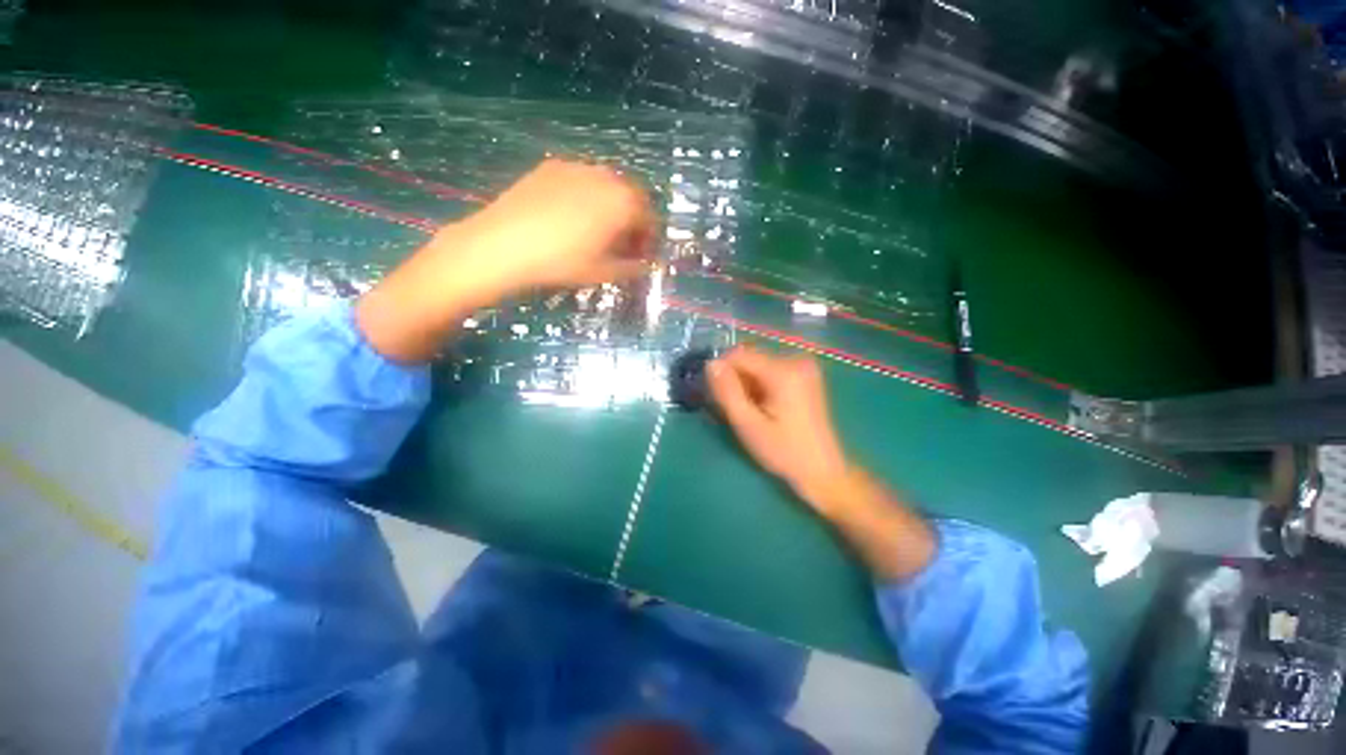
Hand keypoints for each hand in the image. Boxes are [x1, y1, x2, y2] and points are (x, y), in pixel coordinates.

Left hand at [357, 159, 655, 361]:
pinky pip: (582, 179)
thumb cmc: (561, 262)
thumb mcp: (603, 272)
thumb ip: (632, 267)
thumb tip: (646, 264)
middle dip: (633, 220)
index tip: (641, 255)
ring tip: (598, 230)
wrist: (502, 244)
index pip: (649, 217)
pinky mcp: (551, 166)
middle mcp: (605, 177)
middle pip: (631, 196)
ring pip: (607, 185)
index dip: (649, 238)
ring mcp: (576, 167)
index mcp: (623, 202)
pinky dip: (588, 196)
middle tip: (622, 244)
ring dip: (612, 206)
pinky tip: (572, 216)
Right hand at [709, 345, 935, 579]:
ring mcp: (803, 367)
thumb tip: (711, 363)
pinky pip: (770, 372)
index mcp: (783, 371)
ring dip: (747, 385)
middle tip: (737, 411)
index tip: (719, 399)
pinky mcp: (805, 376)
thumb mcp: (748, 424)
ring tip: (752, 413)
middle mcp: (796, 360)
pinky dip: (760, 387)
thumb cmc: (783, 451)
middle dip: (736, 381)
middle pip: (749, 359)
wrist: (822, 471)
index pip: (738, 355)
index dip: (722, 373)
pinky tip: (764, 409)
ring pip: (758, 366)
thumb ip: (727, 392)